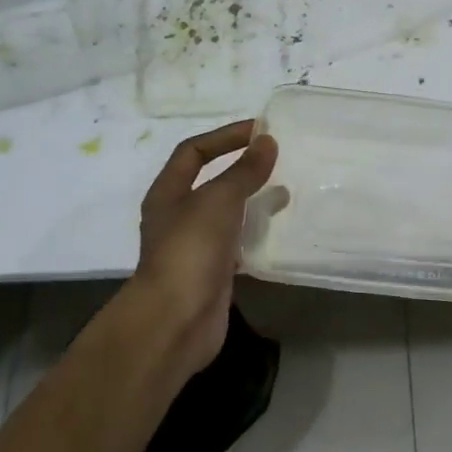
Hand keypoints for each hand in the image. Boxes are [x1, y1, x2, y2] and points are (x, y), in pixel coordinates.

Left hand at [124, 120, 277, 379]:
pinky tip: (278, 231)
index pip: (193, 151)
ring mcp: (194, 247)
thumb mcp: (218, 200)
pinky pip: (237, 243)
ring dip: (252, 200)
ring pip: (226, 213)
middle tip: (277, 161)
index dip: (224, 137)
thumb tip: (267, 142)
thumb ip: (244, 171)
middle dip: (241, 168)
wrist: (177, 320)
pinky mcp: (213, 272)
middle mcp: (177, 216)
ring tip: (284, 192)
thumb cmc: (191, 250)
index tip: (260, 131)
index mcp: (167, 193)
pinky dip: (256, 232)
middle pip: (209, 181)